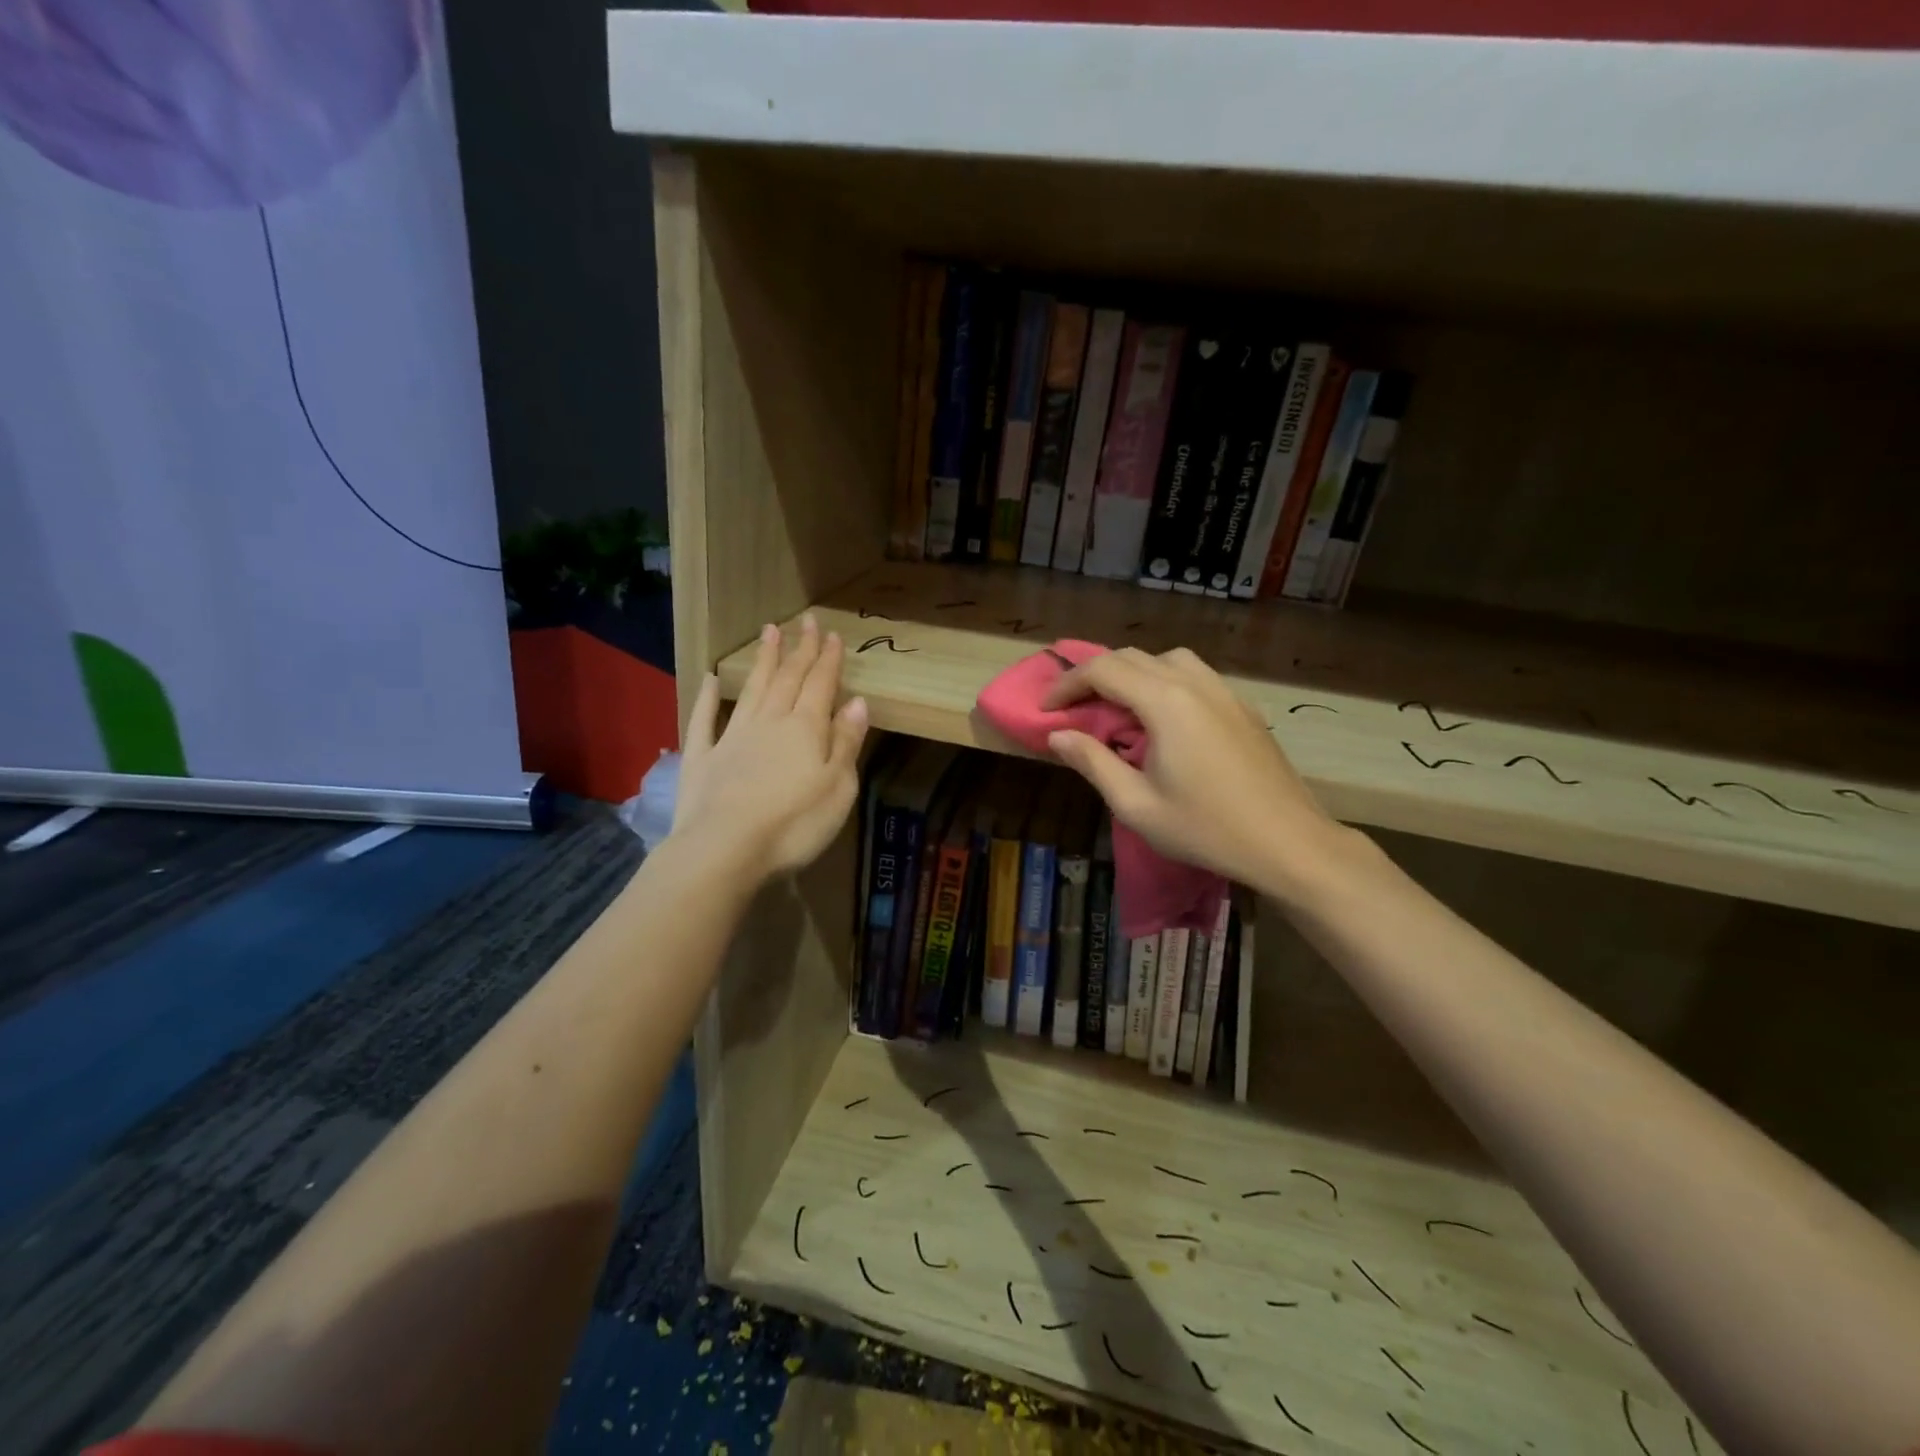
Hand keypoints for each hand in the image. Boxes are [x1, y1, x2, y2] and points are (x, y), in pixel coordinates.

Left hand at [672, 616, 868, 884]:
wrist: (725, 850)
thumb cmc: (794, 824)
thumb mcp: (838, 787)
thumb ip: (846, 743)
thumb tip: (857, 702)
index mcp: (806, 729)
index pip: (821, 684)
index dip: (828, 659)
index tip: (832, 633)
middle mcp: (769, 722)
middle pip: (788, 679)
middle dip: (799, 649)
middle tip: (805, 620)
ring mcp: (731, 738)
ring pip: (751, 690)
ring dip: (763, 661)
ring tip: (769, 632)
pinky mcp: (701, 759)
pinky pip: (704, 720)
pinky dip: (706, 697)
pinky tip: (709, 679)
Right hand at [1043, 647, 1335, 886]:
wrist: (1289, 843)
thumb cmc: (1206, 828)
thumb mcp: (1136, 804)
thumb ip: (1093, 762)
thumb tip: (1058, 735)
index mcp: (1165, 702)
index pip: (1103, 670)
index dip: (1066, 684)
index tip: (1045, 708)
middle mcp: (1195, 683)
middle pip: (1133, 658)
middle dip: (1094, 676)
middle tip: (1072, 707)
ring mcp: (1225, 692)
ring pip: (1168, 660)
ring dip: (1133, 674)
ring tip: (1118, 708)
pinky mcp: (1243, 708)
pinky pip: (1195, 676)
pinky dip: (1165, 683)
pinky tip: (1163, 720)